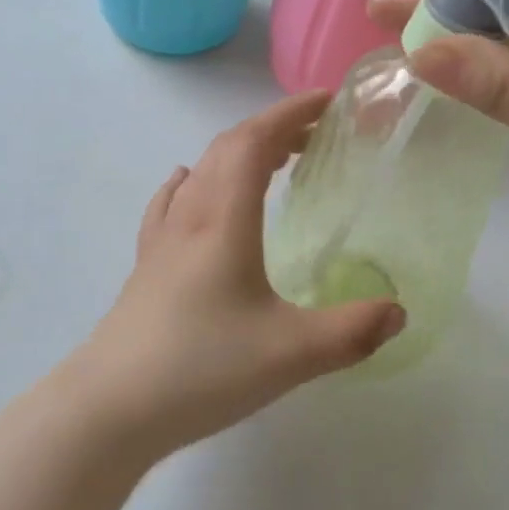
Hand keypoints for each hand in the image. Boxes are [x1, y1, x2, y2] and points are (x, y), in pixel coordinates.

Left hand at [66, 92, 405, 457]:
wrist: (109, 409)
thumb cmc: (201, 369)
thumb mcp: (290, 354)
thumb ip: (352, 331)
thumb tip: (399, 311)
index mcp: (222, 219)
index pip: (254, 141)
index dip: (290, 113)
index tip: (327, 101)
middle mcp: (189, 216)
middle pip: (227, 148)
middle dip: (273, 129)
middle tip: (316, 135)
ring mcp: (162, 241)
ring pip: (200, 171)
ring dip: (239, 153)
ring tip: (274, 161)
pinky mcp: (146, 267)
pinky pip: (172, 202)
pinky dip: (195, 181)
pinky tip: (190, 188)